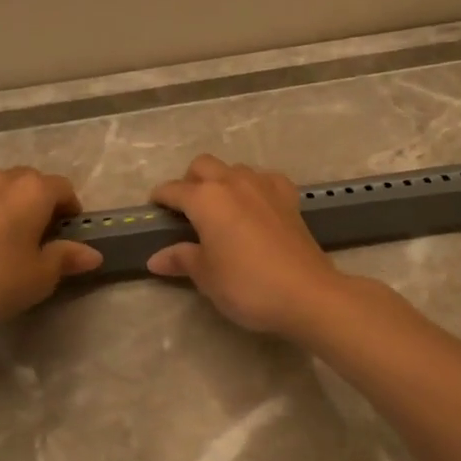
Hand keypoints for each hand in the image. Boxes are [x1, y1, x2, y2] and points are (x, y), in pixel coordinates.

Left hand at [0, 168, 101, 333]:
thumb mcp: (40, 276)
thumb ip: (67, 258)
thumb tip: (92, 254)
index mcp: (32, 190)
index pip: (64, 188)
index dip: (71, 210)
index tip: (68, 234)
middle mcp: (1, 179)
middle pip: (31, 183)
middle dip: (41, 204)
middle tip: (40, 238)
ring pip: (0, 190)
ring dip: (10, 207)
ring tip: (6, 241)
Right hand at [147, 155, 344, 335]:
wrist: (306, 294)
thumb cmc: (247, 286)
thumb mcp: (206, 276)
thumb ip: (181, 259)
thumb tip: (156, 258)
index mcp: (206, 199)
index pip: (173, 190)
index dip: (160, 199)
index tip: (154, 211)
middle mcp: (233, 182)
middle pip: (202, 166)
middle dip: (189, 181)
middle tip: (186, 211)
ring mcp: (264, 186)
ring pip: (234, 169)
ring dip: (221, 182)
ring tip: (220, 210)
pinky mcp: (288, 197)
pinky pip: (264, 179)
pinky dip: (254, 187)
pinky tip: (255, 207)